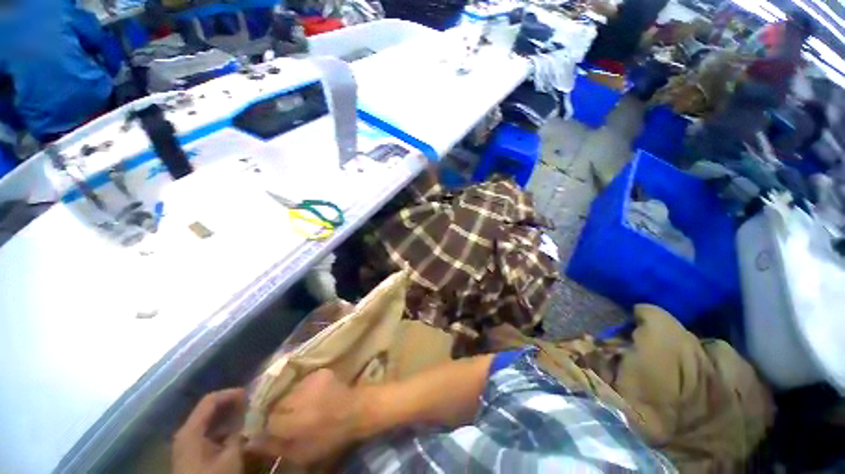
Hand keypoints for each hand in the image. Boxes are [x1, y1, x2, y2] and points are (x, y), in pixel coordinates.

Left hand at [173, 388, 245, 473]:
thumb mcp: (231, 456)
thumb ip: (241, 433)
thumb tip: (253, 416)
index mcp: (191, 430)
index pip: (210, 400)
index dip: (231, 394)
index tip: (250, 394)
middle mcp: (186, 432)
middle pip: (208, 409)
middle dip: (231, 405)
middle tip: (251, 403)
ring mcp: (186, 444)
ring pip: (208, 422)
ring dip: (228, 417)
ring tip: (247, 416)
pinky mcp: (190, 454)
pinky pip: (207, 433)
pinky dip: (222, 429)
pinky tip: (236, 433)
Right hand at [247, 369, 362, 465]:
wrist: (358, 410)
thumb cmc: (331, 436)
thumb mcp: (302, 453)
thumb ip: (275, 447)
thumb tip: (251, 441)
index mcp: (293, 422)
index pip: (267, 420)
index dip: (267, 424)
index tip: (272, 427)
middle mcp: (299, 398)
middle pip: (276, 403)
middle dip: (277, 410)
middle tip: (288, 417)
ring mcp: (310, 381)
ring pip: (289, 391)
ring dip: (291, 398)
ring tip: (303, 406)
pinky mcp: (320, 372)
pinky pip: (302, 381)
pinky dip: (303, 389)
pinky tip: (312, 396)